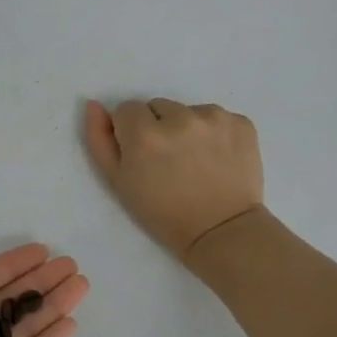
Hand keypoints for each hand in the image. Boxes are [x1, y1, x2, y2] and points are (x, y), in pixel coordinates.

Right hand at [85, 98, 264, 260]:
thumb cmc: (162, 213)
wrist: (221, 231)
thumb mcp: (118, 182)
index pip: (127, 109)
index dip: (131, 133)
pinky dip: (214, 133)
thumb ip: (100, 140)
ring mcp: (214, 118)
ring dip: (187, 128)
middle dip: (159, 127)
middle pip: (158, 107)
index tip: (142, 156)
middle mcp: (180, 118)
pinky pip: (217, 117)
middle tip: (169, 161)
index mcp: (144, 134)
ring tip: (194, 161)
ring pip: (188, 110)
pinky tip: (216, 158)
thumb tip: (94, 105)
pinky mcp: (241, 123)